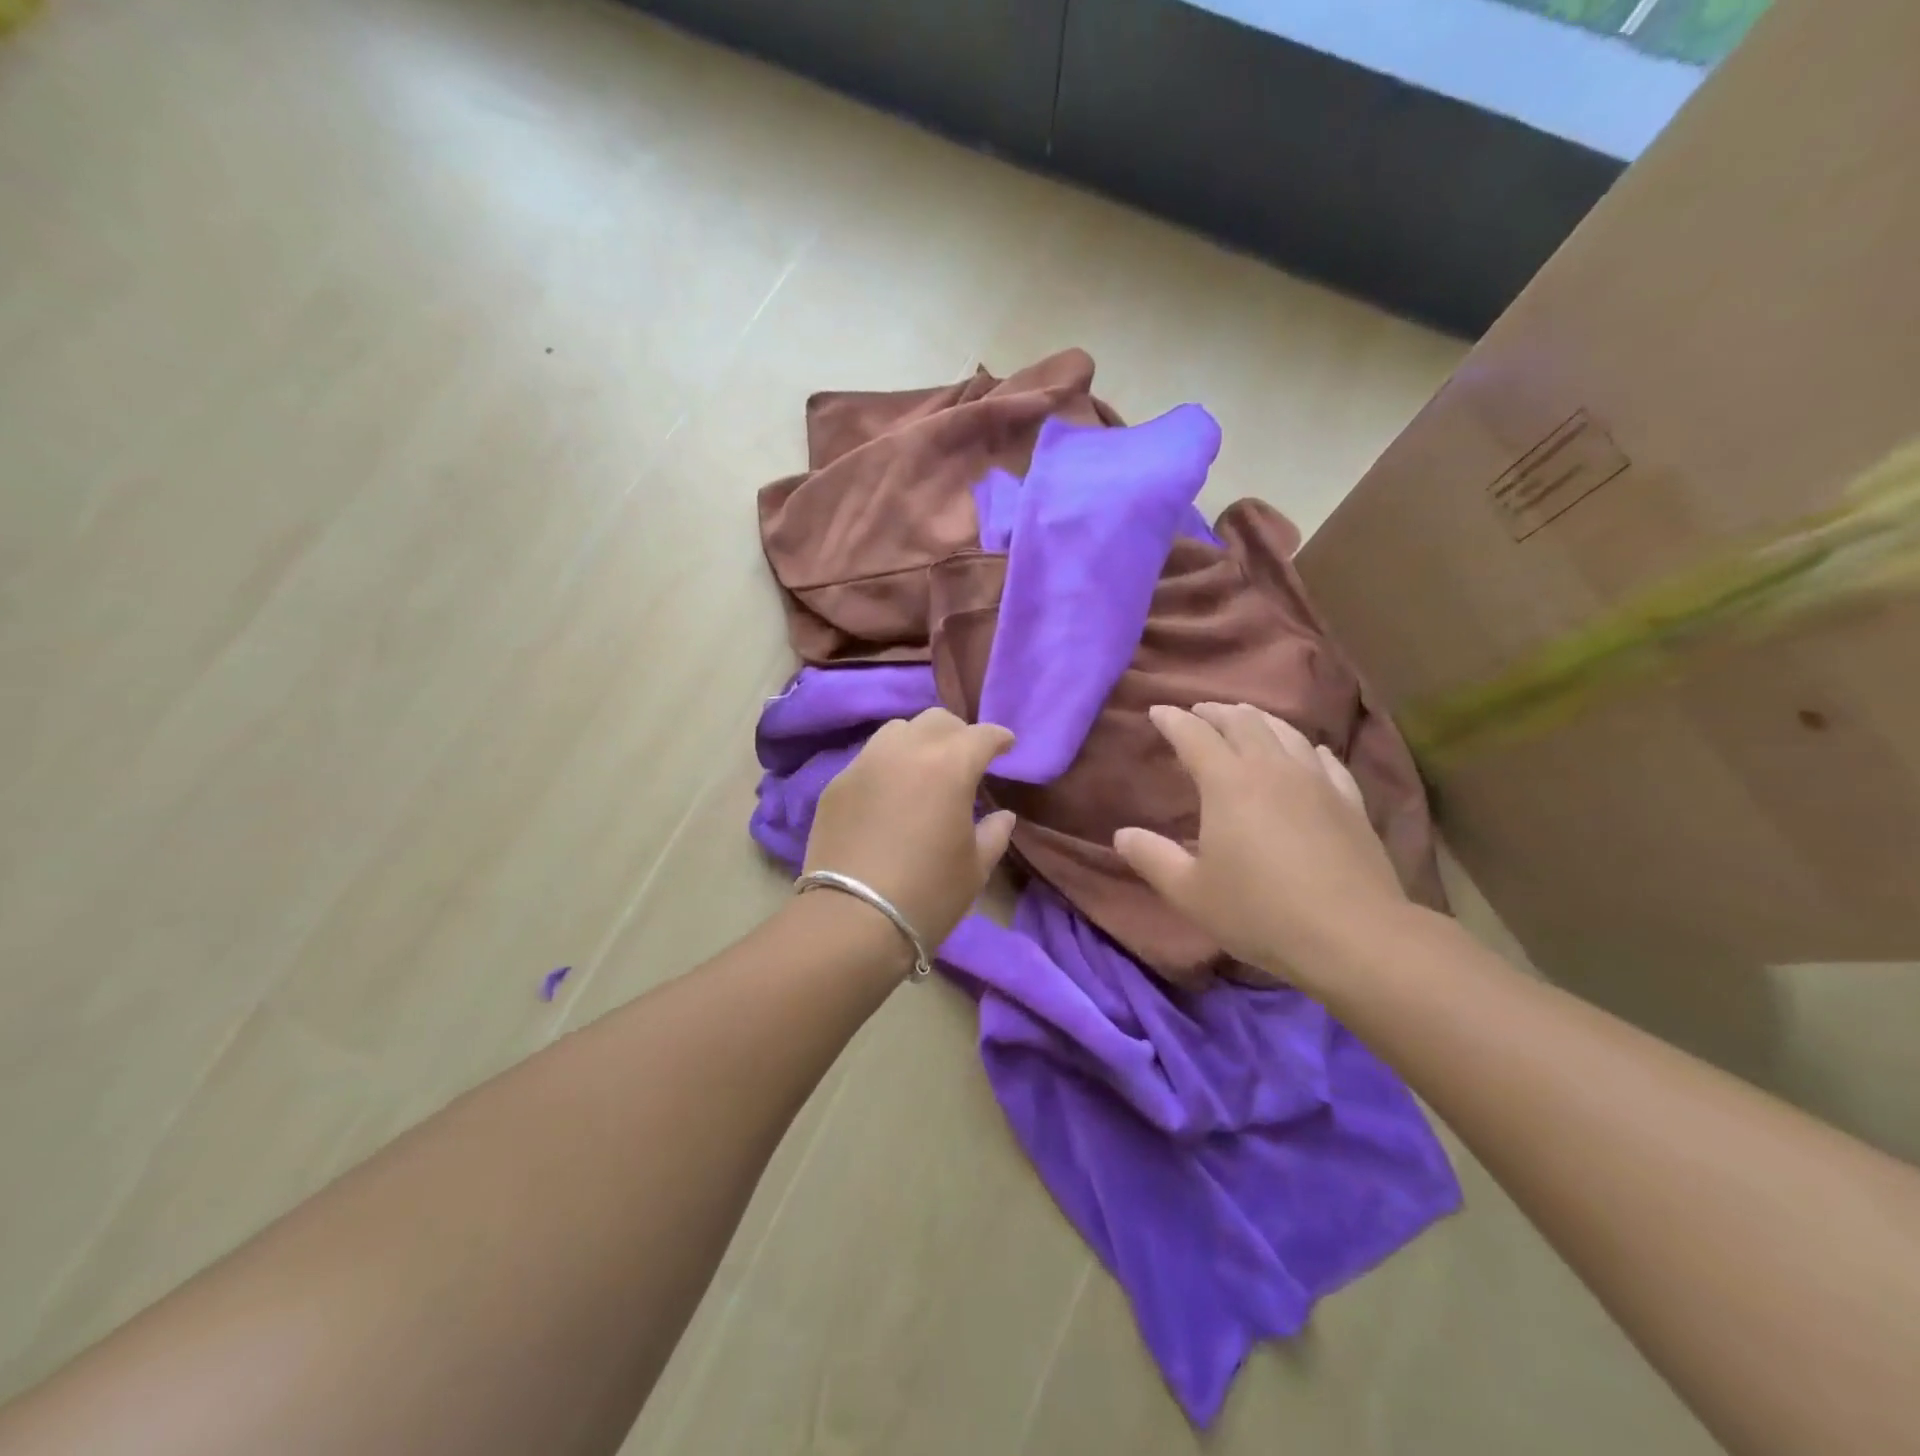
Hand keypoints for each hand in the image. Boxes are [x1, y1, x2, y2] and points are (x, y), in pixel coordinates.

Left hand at [803, 708, 1016, 951]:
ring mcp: (865, 764)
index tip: (1007, 747)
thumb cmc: (927, 894)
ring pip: (897, 731)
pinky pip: (868, 758)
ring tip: (924, 768)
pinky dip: (887, 765)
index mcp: (949, 766)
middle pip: (937, 721)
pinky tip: (890, 793)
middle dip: (958, 734)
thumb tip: (1002, 816)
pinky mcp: (836, 784)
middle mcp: (905, 751)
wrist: (852, 919)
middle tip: (966, 758)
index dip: (998, 738)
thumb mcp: (975, 868)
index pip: (981, 735)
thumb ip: (994, 834)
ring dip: (918, 741)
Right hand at [1113, 702, 1408, 988]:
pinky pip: (1325, 759)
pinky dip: (1304, 747)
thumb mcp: (1190, 892)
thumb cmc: (1260, 912)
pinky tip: (1306, 752)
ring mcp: (1316, 781)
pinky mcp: (1350, 801)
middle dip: (1215, 712)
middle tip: (1198, 713)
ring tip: (1245, 721)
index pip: (1194, 735)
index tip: (1157, 711)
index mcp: (1228, 783)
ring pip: (1285, 731)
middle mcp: (1272, 768)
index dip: (1172, 719)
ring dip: (1258, 719)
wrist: (1353, 936)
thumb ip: (1152, 858)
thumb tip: (1122, 835)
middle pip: (1242, 721)